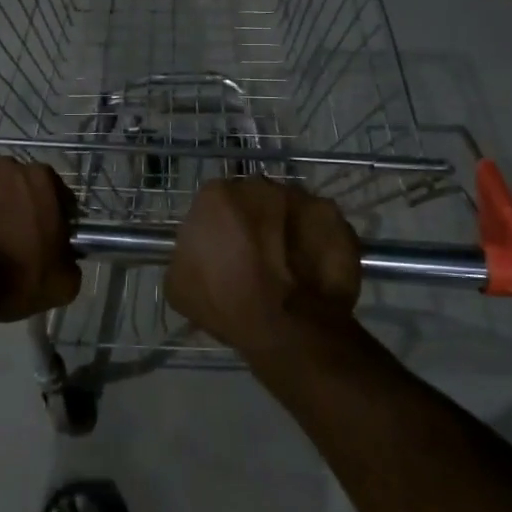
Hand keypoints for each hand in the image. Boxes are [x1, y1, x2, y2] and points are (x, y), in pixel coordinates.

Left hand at [0, 159, 81, 321]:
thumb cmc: (12, 278)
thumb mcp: (62, 283)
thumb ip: (70, 261)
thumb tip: (64, 258)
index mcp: (42, 180)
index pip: (56, 196)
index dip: (53, 219)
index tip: (46, 241)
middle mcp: (6, 165)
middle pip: (17, 187)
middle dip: (16, 208)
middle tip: (10, 241)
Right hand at [165, 177, 360, 354]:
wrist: (287, 325)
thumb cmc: (226, 303)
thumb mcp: (179, 284)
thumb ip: (187, 253)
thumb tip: (200, 251)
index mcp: (216, 196)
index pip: (214, 203)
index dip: (219, 228)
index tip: (224, 252)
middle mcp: (258, 185)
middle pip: (253, 199)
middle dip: (254, 220)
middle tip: (257, 256)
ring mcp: (299, 197)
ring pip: (288, 208)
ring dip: (286, 228)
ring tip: (289, 264)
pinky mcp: (332, 215)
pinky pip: (319, 224)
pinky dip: (317, 240)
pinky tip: (313, 268)